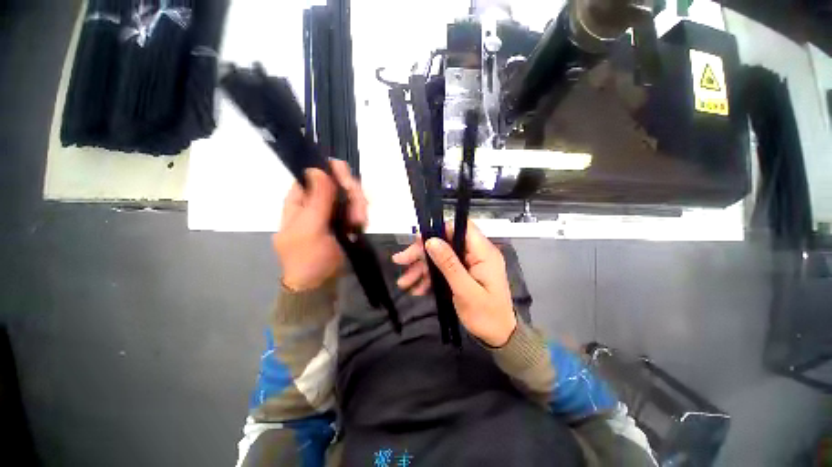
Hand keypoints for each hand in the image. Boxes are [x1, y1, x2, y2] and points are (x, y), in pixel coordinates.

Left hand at [273, 160, 367, 291]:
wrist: (319, 283)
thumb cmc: (307, 258)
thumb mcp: (309, 228)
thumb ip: (317, 200)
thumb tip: (317, 168)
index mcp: (300, 199)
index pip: (315, 172)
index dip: (333, 172)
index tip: (348, 184)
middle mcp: (316, 200)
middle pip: (338, 182)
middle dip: (352, 194)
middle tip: (359, 212)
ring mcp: (331, 210)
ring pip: (350, 195)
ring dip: (359, 207)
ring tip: (359, 224)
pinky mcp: (344, 220)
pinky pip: (357, 208)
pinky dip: (361, 215)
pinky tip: (360, 225)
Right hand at [394, 222, 516, 346]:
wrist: (498, 337)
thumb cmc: (486, 316)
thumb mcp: (465, 291)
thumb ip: (449, 264)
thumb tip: (432, 241)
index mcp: (483, 253)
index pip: (461, 228)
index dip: (439, 230)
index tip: (419, 240)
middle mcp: (476, 254)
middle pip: (446, 243)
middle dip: (422, 252)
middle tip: (400, 261)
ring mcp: (469, 264)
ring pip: (442, 257)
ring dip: (422, 268)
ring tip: (403, 282)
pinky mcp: (464, 274)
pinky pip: (444, 269)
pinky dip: (430, 278)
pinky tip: (417, 289)